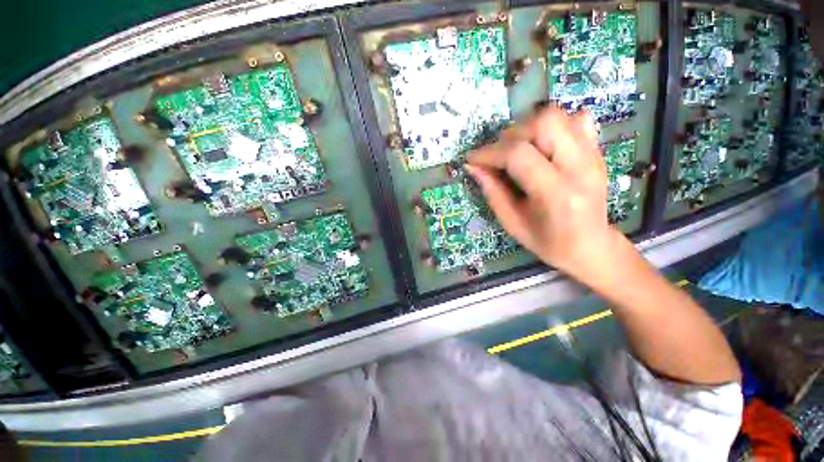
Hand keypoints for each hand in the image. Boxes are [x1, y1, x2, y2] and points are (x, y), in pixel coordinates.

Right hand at [465, 106, 621, 281]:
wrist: (591, 245)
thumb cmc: (548, 242)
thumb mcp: (512, 223)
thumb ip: (492, 192)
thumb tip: (473, 166)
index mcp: (557, 194)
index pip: (519, 155)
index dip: (489, 153)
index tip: (472, 159)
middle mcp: (580, 167)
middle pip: (544, 122)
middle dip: (511, 135)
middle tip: (499, 156)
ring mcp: (593, 155)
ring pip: (558, 115)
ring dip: (528, 128)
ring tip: (517, 150)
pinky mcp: (596, 151)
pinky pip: (576, 119)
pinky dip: (552, 126)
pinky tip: (542, 146)